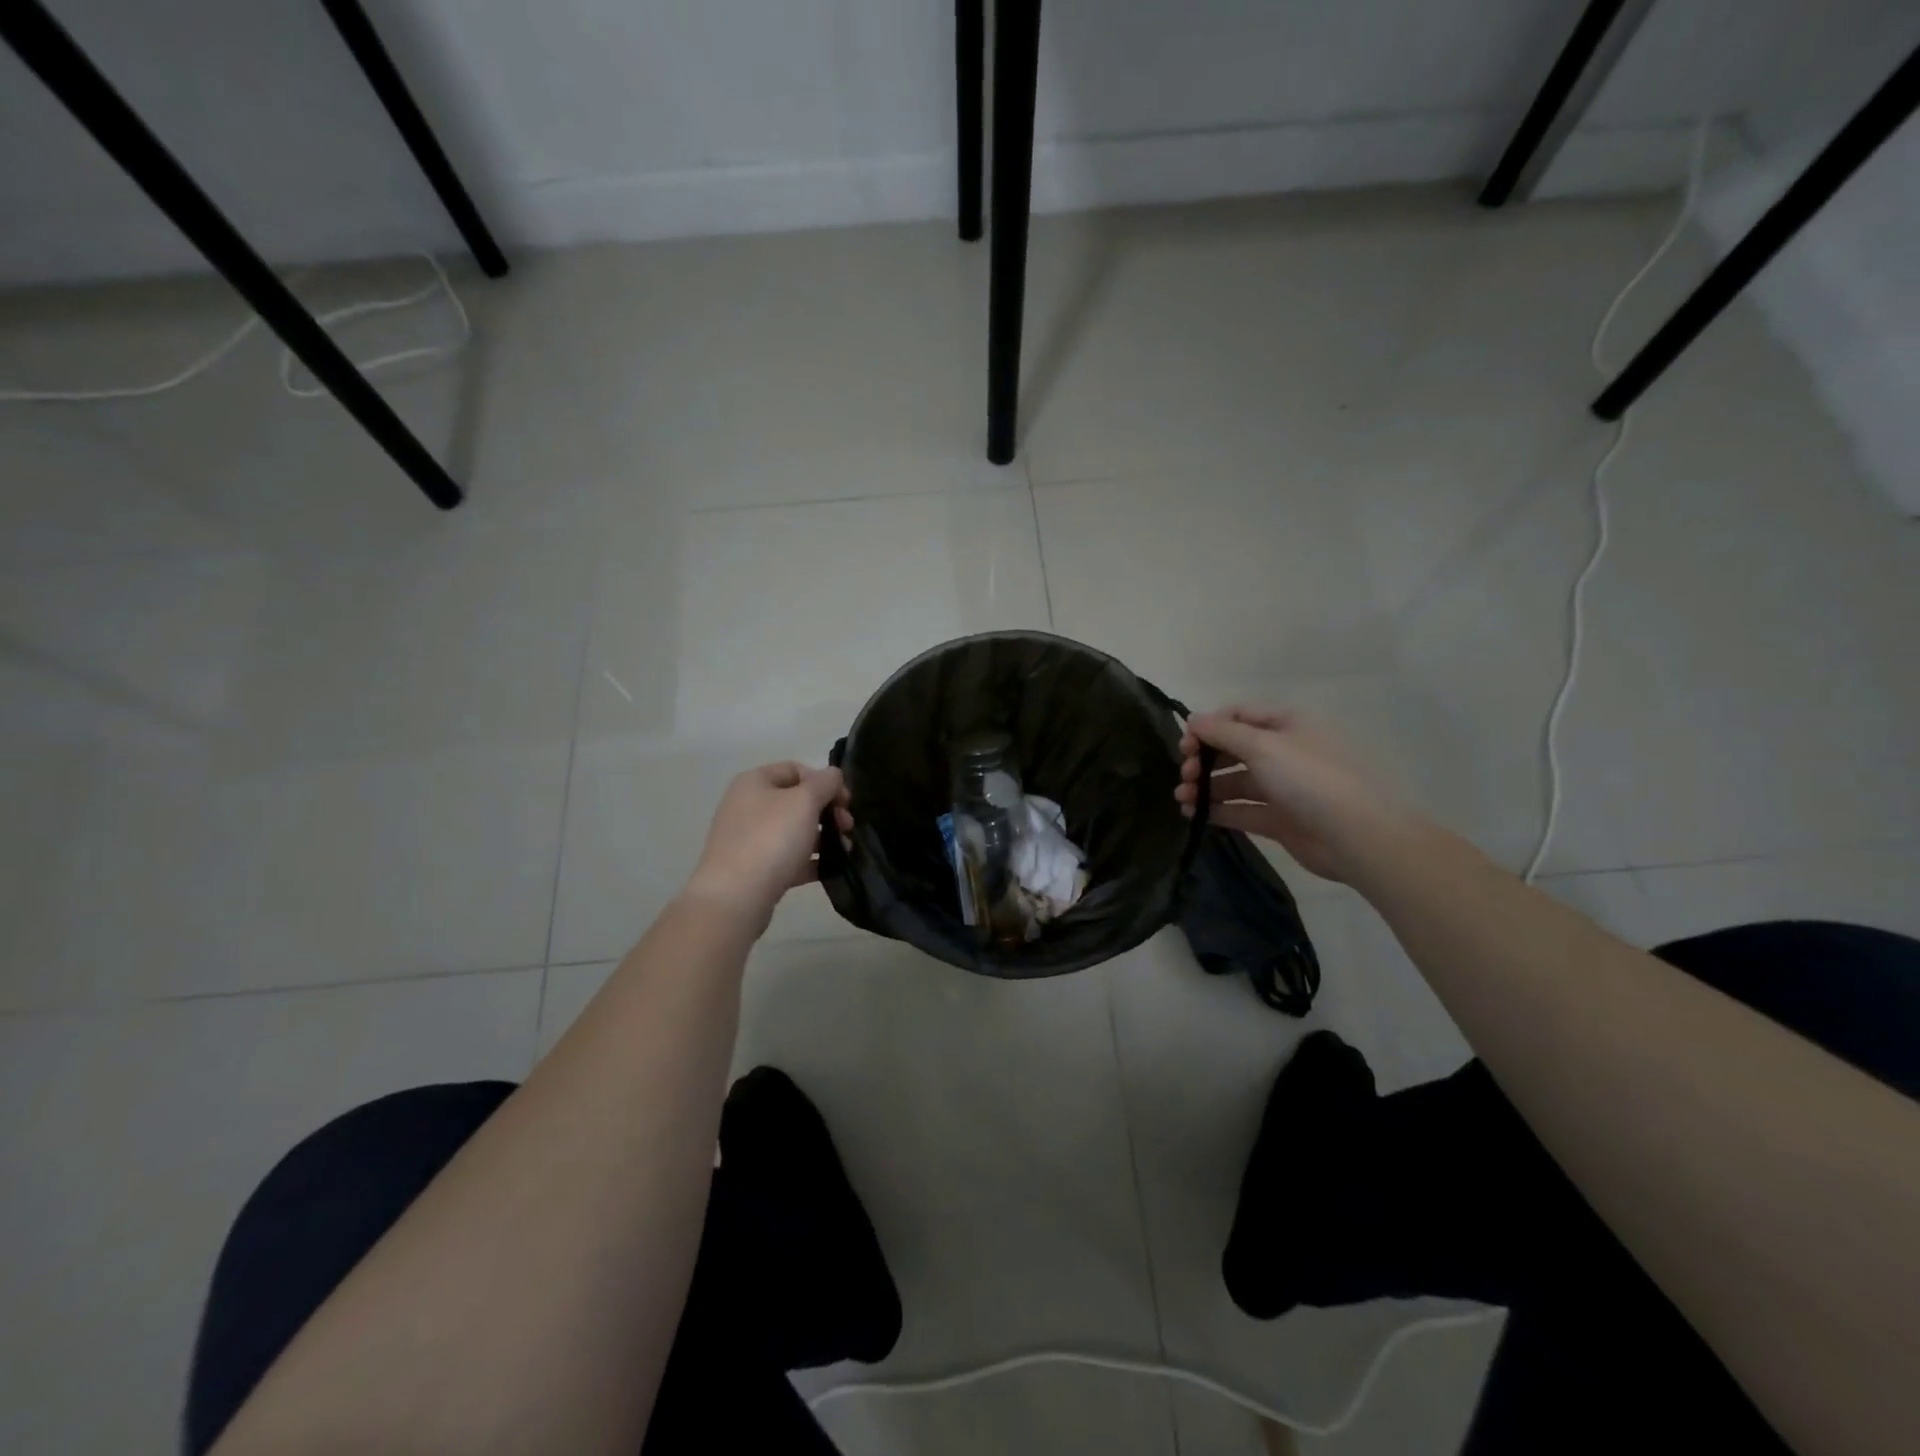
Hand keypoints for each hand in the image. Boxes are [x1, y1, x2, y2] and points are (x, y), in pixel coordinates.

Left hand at [684, 762, 852, 930]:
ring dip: (823, 837)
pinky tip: (830, 869)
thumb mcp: (805, 801)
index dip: (824, 781)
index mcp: (754, 782)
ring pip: (794, 831)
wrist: (735, 898)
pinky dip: (810, 861)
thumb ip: (825, 782)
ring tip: (844, 850)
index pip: (796, 769)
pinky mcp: (754, 869)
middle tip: (847, 827)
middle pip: (797, 801)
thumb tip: (833, 775)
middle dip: (827, 811)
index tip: (845, 802)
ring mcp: (749, 839)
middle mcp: (747, 806)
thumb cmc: (771, 839)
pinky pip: (788, 858)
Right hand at [1175, 708, 1399, 883]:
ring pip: (1234, 782)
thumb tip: (1192, 719)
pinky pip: (1242, 810)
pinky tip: (1195, 815)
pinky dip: (1218, 810)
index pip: (1237, 715)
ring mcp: (1282, 787)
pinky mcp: (1279, 819)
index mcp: (1285, 725)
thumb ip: (1222, 732)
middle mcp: (1283, 752)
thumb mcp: (1263, 746)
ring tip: (1183, 799)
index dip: (1208, 727)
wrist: (1355, 836)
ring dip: (1205, 787)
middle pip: (1233, 749)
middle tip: (1185, 775)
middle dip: (1203, 759)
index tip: (1185, 746)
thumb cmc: (1308, 779)